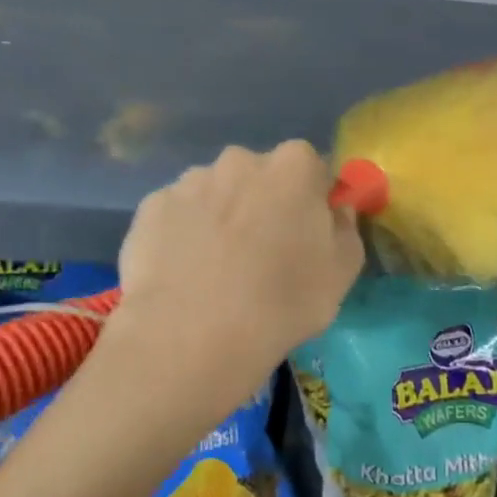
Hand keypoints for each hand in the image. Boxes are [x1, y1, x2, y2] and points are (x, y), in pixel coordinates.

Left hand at [93, 141, 364, 435]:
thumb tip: (336, 211)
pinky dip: (181, 235)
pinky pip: (177, 215)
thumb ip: (346, 230)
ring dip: (220, 217)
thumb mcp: (341, 274)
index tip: (305, 234)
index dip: (309, 199)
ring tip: (215, 271)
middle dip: (262, 203)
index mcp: (293, 167)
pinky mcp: (151, 207)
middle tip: (260, 254)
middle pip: (258, 176)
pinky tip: (182, 275)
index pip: (310, 167)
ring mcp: (190, 181)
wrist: (192, 336)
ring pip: (214, 193)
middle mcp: (240, 160)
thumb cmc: (282, 302)